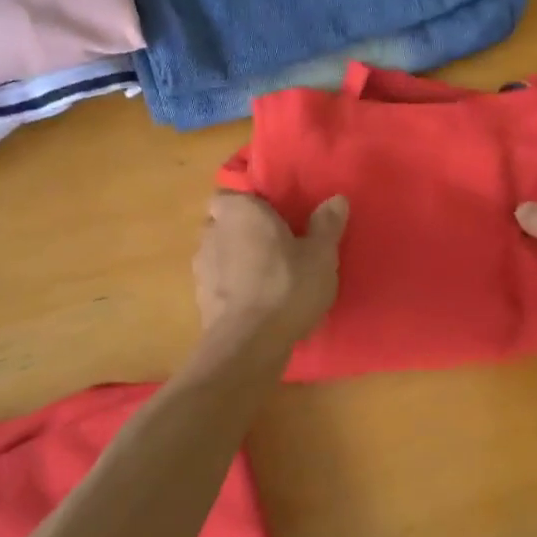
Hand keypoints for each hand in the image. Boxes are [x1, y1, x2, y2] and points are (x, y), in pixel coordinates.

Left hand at [194, 193, 348, 345]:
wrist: (248, 344)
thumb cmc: (286, 286)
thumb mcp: (320, 255)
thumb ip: (327, 224)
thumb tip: (336, 199)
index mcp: (240, 210)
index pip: (231, 192)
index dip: (248, 201)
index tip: (271, 213)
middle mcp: (212, 231)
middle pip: (224, 221)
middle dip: (242, 229)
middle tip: (273, 242)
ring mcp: (201, 266)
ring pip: (218, 251)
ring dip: (235, 258)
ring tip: (265, 274)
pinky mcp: (200, 298)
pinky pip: (218, 281)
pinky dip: (231, 285)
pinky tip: (254, 300)